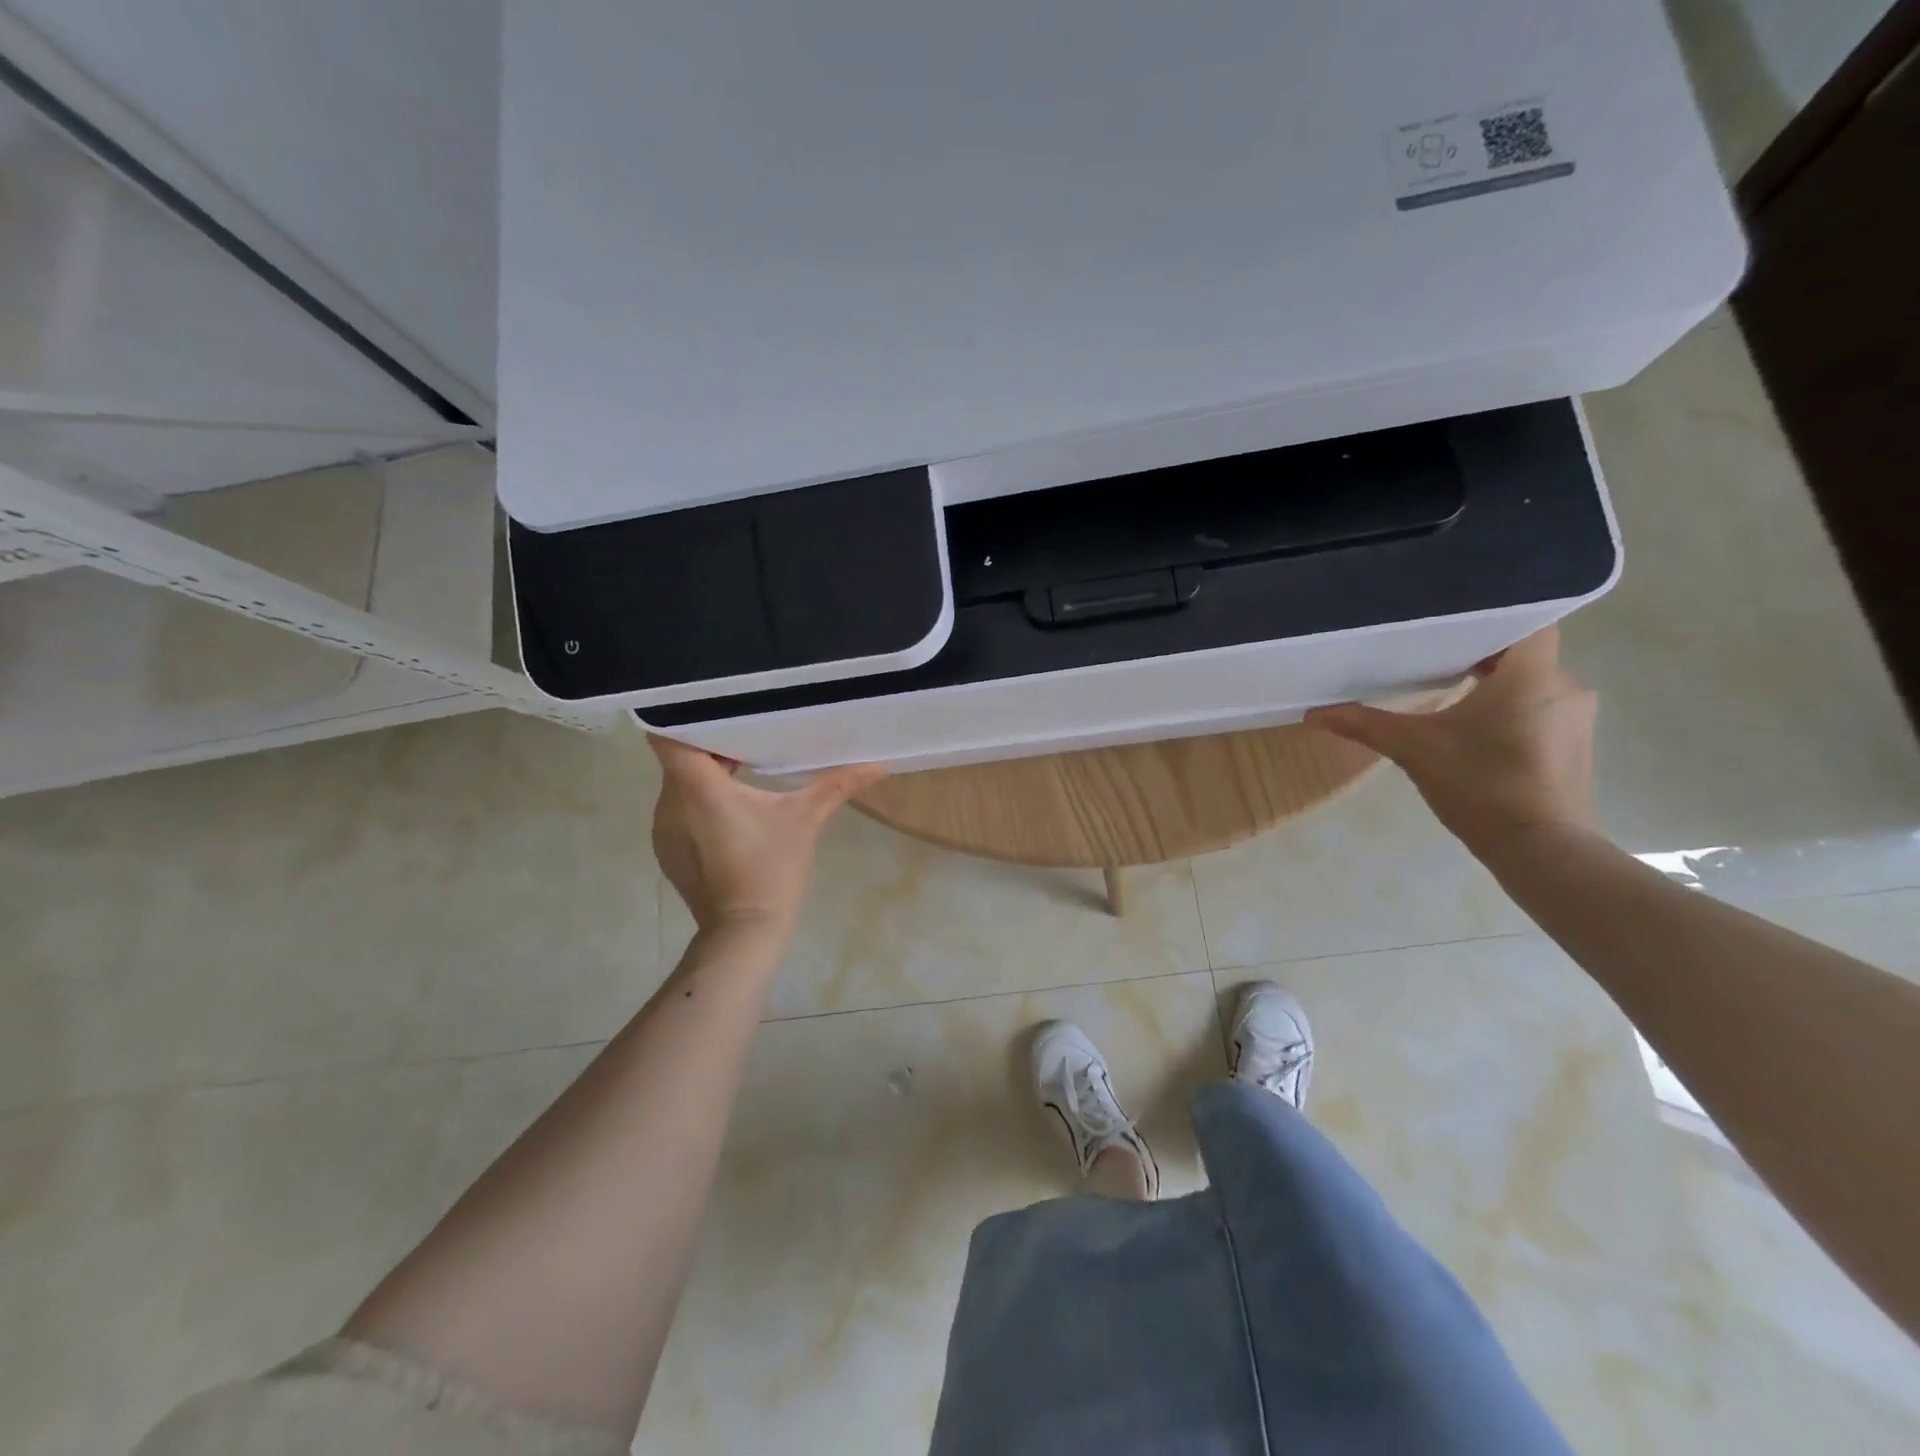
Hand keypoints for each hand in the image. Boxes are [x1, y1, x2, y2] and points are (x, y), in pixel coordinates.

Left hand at [648, 736, 885, 936]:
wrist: (744, 933)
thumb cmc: (771, 868)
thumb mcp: (806, 820)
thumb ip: (838, 786)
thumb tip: (879, 766)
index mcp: (697, 788)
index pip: (668, 737)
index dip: (688, 720)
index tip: (719, 714)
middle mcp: (670, 804)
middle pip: (679, 759)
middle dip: (711, 748)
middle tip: (748, 739)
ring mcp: (665, 830)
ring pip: (679, 786)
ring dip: (705, 778)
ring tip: (743, 773)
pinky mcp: (669, 852)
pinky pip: (680, 812)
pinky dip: (700, 804)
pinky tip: (733, 814)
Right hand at [1305, 627, 1598, 850]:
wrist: (1540, 850)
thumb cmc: (1480, 785)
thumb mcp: (1413, 749)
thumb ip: (1365, 724)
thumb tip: (1313, 714)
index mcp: (1531, 675)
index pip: (1528, 620)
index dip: (1493, 616)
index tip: (1453, 624)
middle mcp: (1564, 687)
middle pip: (1524, 653)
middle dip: (1482, 655)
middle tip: (1435, 657)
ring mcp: (1575, 719)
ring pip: (1532, 684)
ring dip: (1496, 687)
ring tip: (1450, 694)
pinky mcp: (1574, 747)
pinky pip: (1540, 711)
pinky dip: (1510, 711)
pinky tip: (1475, 732)